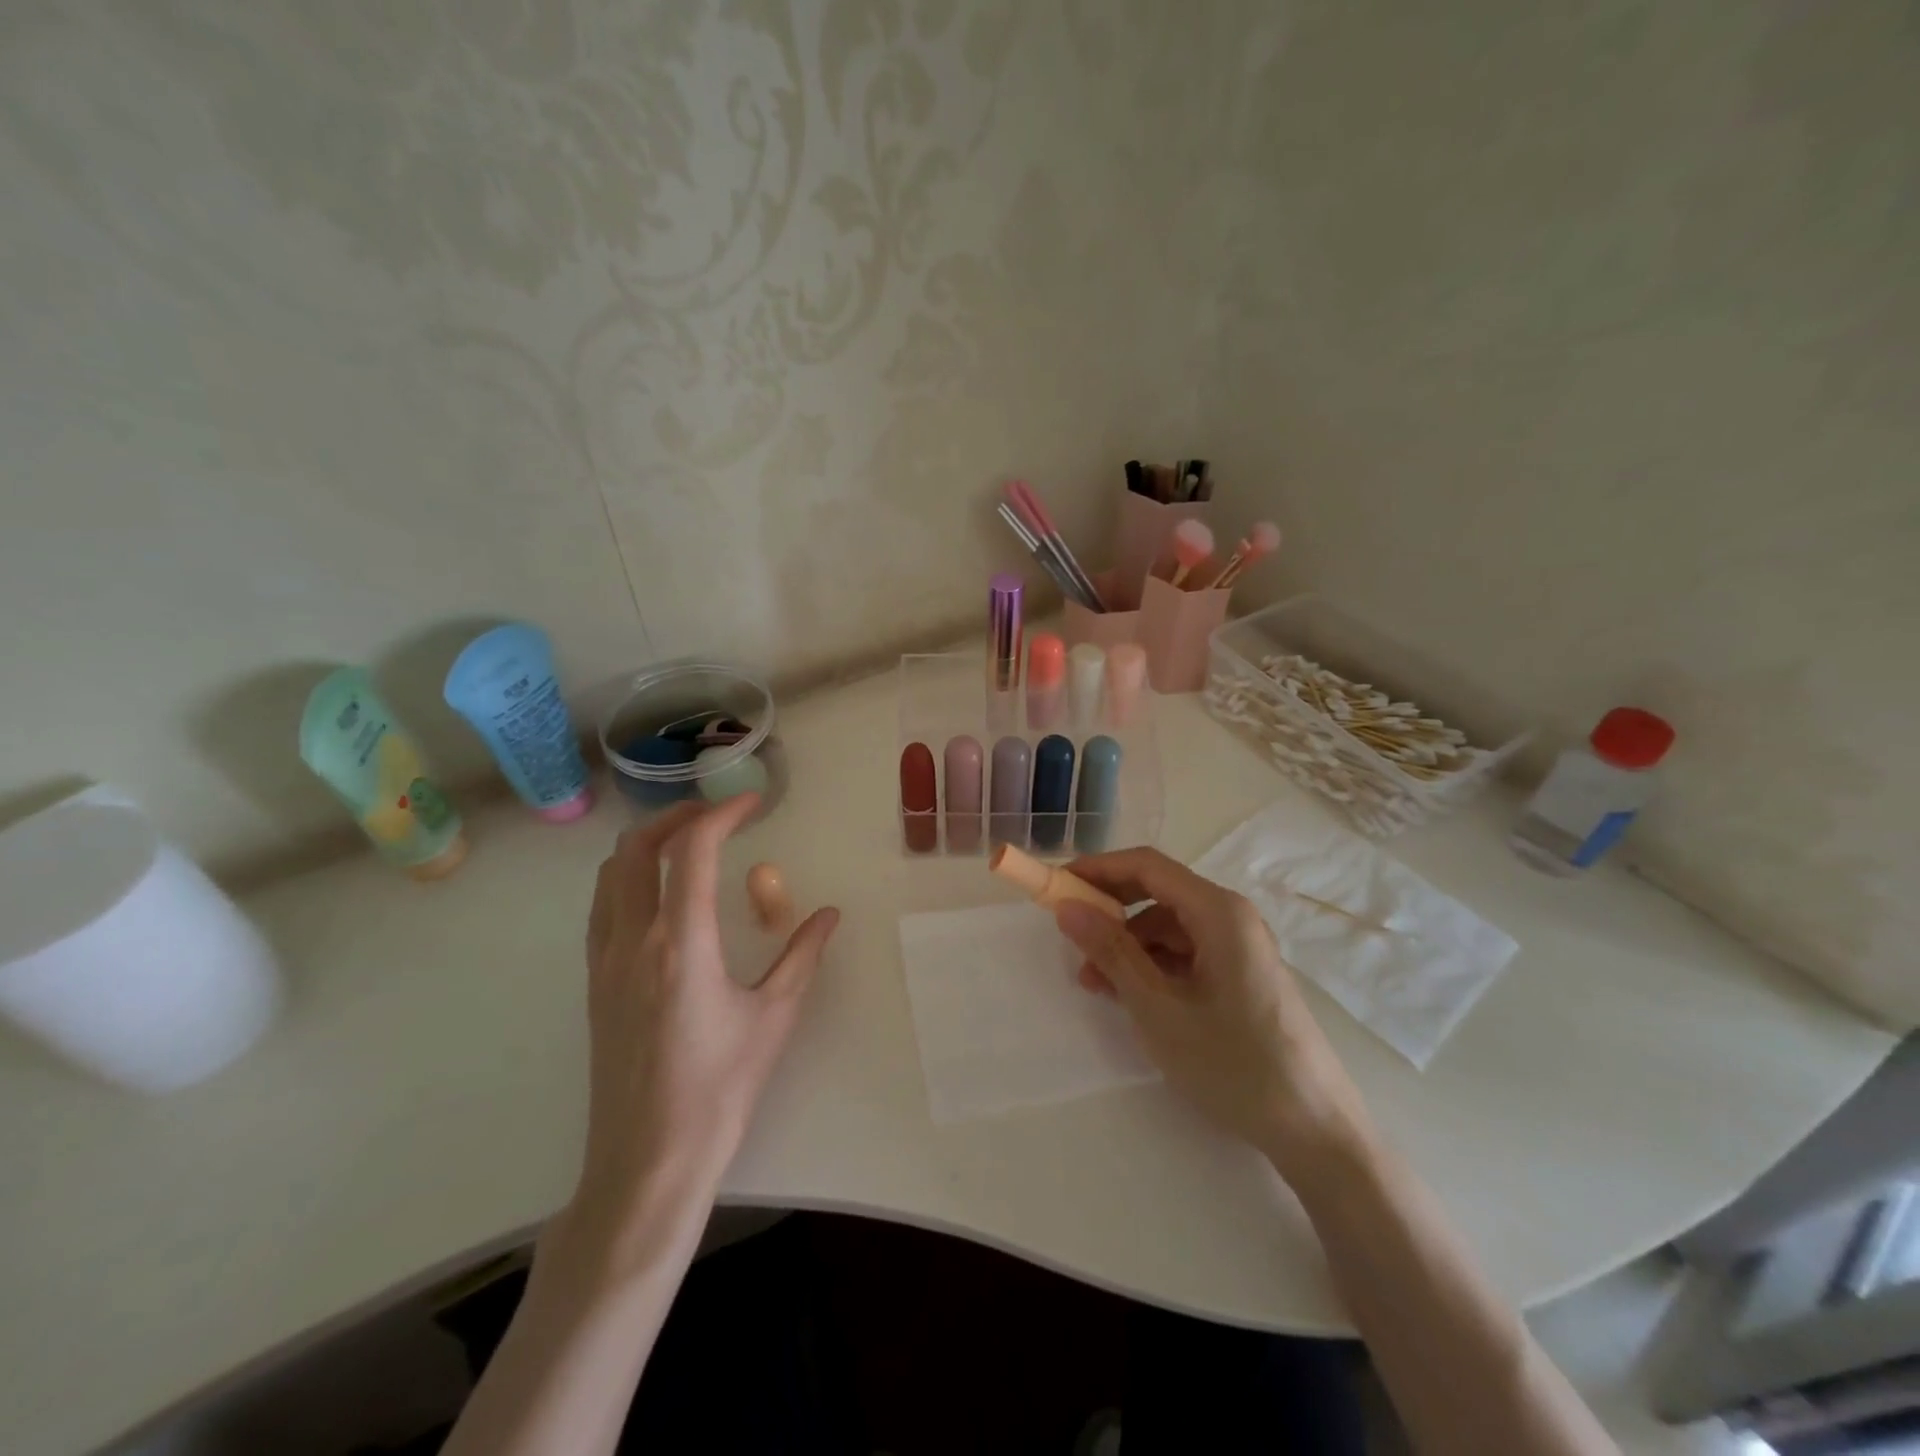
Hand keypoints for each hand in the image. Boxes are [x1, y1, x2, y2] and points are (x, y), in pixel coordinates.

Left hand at [566, 794, 838, 1264]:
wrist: (648, 1161)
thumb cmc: (719, 1089)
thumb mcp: (774, 1017)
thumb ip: (802, 956)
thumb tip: (829, 915)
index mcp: (682, 943)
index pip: (692, 850)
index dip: (722, 813)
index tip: (753, 803)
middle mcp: (634, 940)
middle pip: (635, 848)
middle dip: (676, 817)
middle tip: (717, 815)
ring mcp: (605, 961)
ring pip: (610, 874)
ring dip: (647, 845)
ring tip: (689, 846)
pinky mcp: (595, 984)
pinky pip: (603, 907)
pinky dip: (629, 879)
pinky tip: (663, 897)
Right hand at [1053, 848, 1368, 1178]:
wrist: (1315, 1129)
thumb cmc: (1233, 1062)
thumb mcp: (1158, 1008)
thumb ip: (1111, 952)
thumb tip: (1066, 908)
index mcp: (1218, 911)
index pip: (1147, 865)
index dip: (1097, 869)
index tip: (1056, 886)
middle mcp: (1231, 916)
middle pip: (1158, 892)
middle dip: (1110, 911)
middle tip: (1070, 936)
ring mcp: (1239, 946)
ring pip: (1168, 926)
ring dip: (1127, 945)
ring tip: (1093, 984)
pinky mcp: (1241, 975)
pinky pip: (1185, 953)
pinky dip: (1152, 966)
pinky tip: (1129, 996)